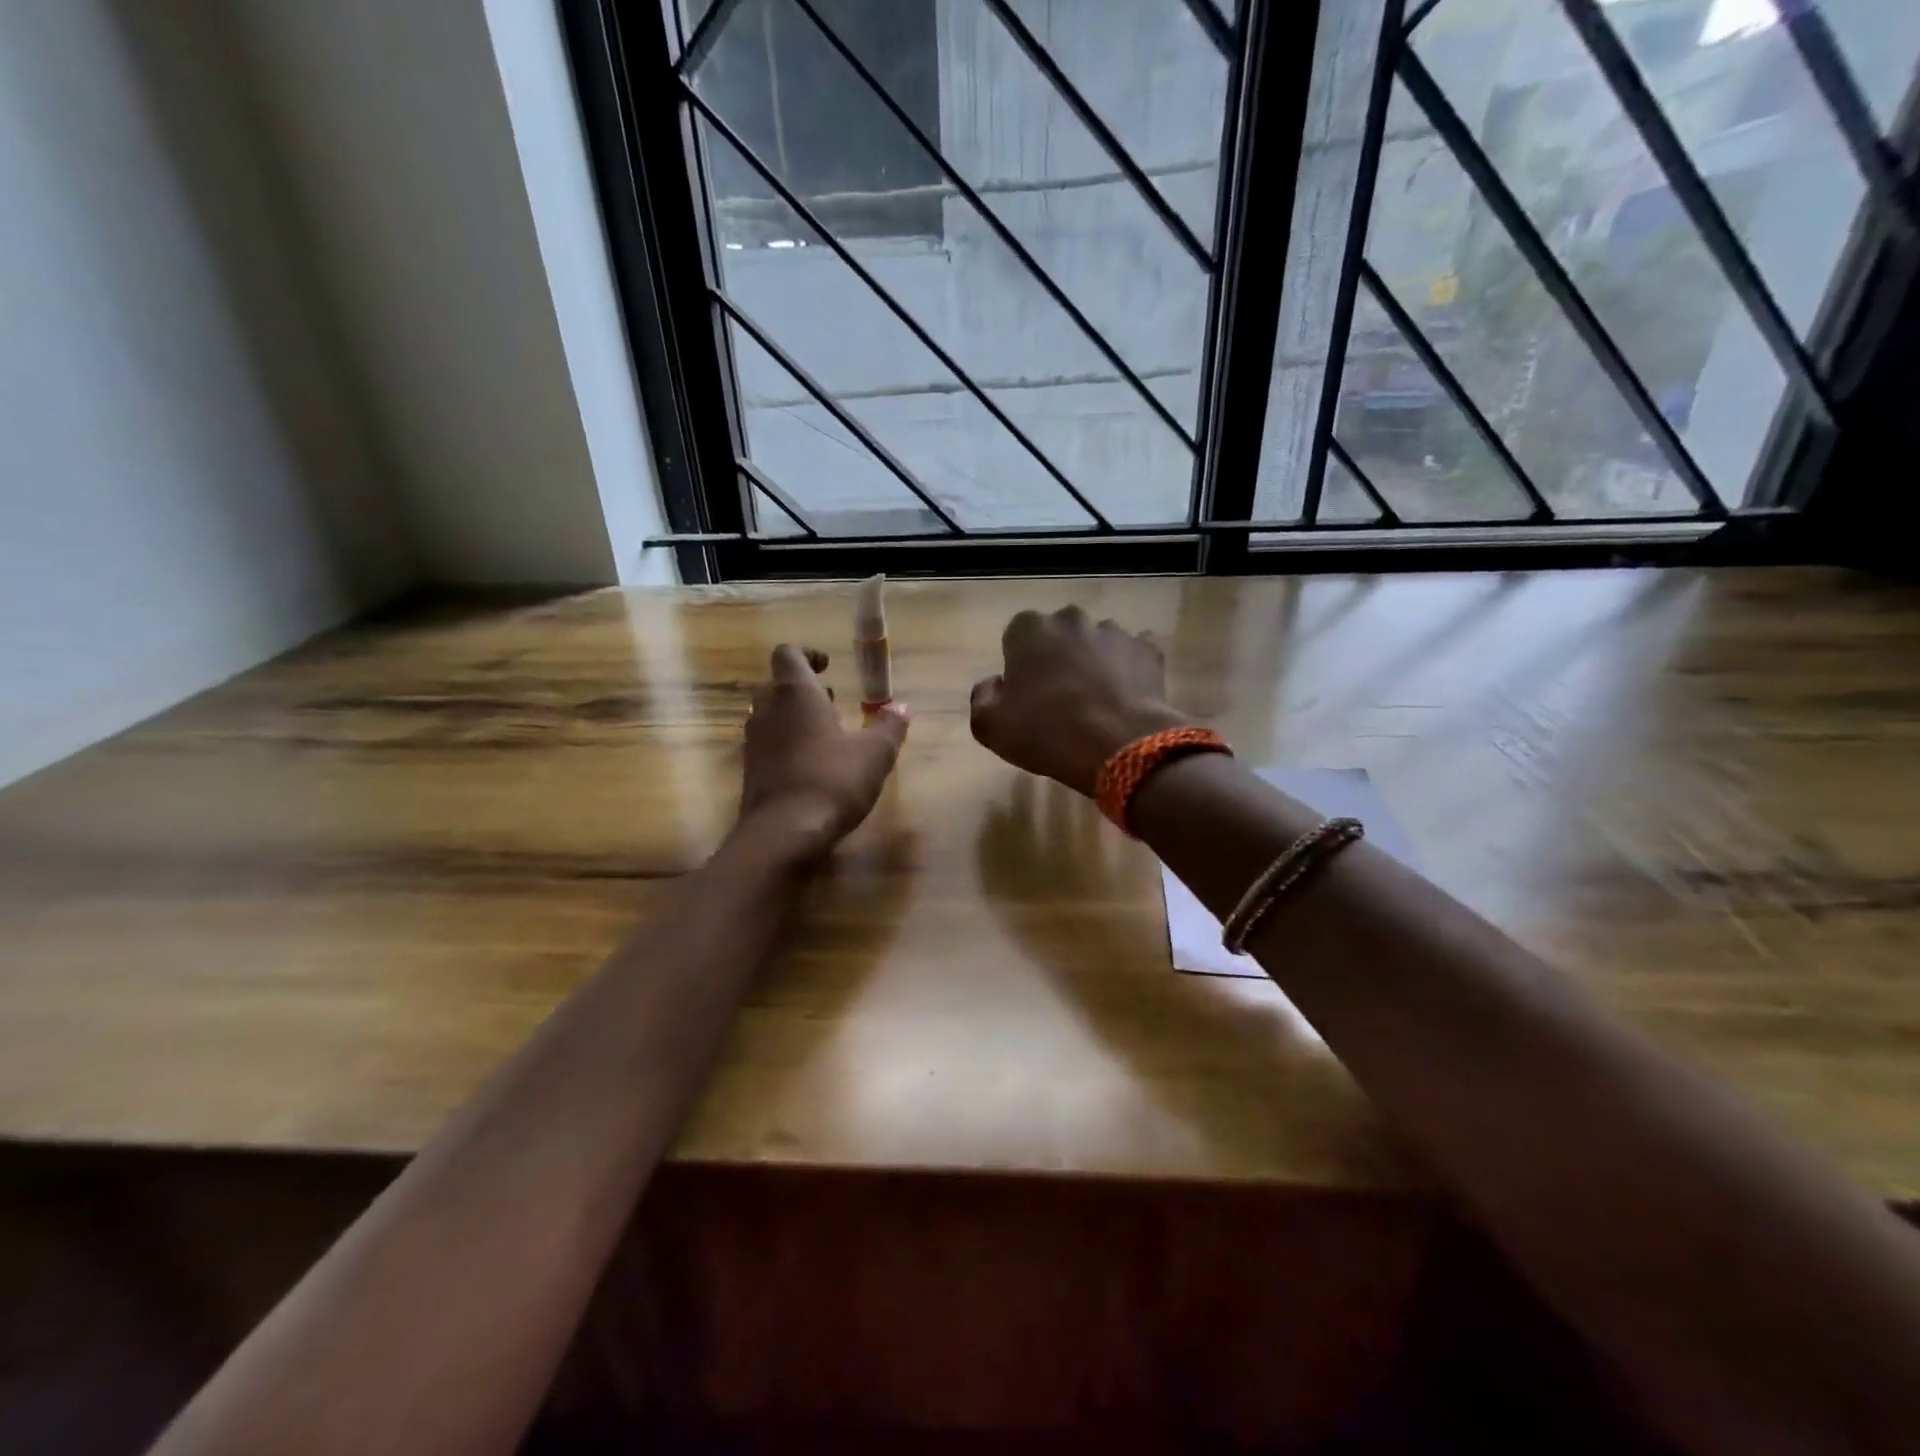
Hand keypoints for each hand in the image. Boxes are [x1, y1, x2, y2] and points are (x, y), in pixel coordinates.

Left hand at [739, 644, 908, 859]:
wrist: (783, 834)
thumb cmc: (832, 781)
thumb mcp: (875, 753)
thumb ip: (889, 726)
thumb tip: (902, 706)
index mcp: (794, 693)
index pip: (788, 653)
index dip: (808, 654)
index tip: (828, 666)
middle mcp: (767, 709)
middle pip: (776, 684)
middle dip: (802, 688)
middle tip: (831, 700)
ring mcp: (753, 742)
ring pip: (769, 715)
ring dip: (793, 717)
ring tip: (826, 734)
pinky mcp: (750, 771)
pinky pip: (767, 744)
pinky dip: (786, 744)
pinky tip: (812, 766)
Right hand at [969, 606, 1187, 796]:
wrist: (1121, 746)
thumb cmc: (1047, 732)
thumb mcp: (990, 726)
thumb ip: (982, 697)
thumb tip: (993, 684)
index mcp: (1029, 629)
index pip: (1017, 635)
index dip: (1019, 664)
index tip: (1024, 693)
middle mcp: (1072, 620)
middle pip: (1059, 634)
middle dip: (1057, 656)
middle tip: (1058, 696)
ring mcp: (1114, 632)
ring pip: (1096, 643)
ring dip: (1092, 662)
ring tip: (1095, 701)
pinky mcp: (1149, 650)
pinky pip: (1133, 656)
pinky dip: (1128, 671)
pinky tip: (1124, 698)